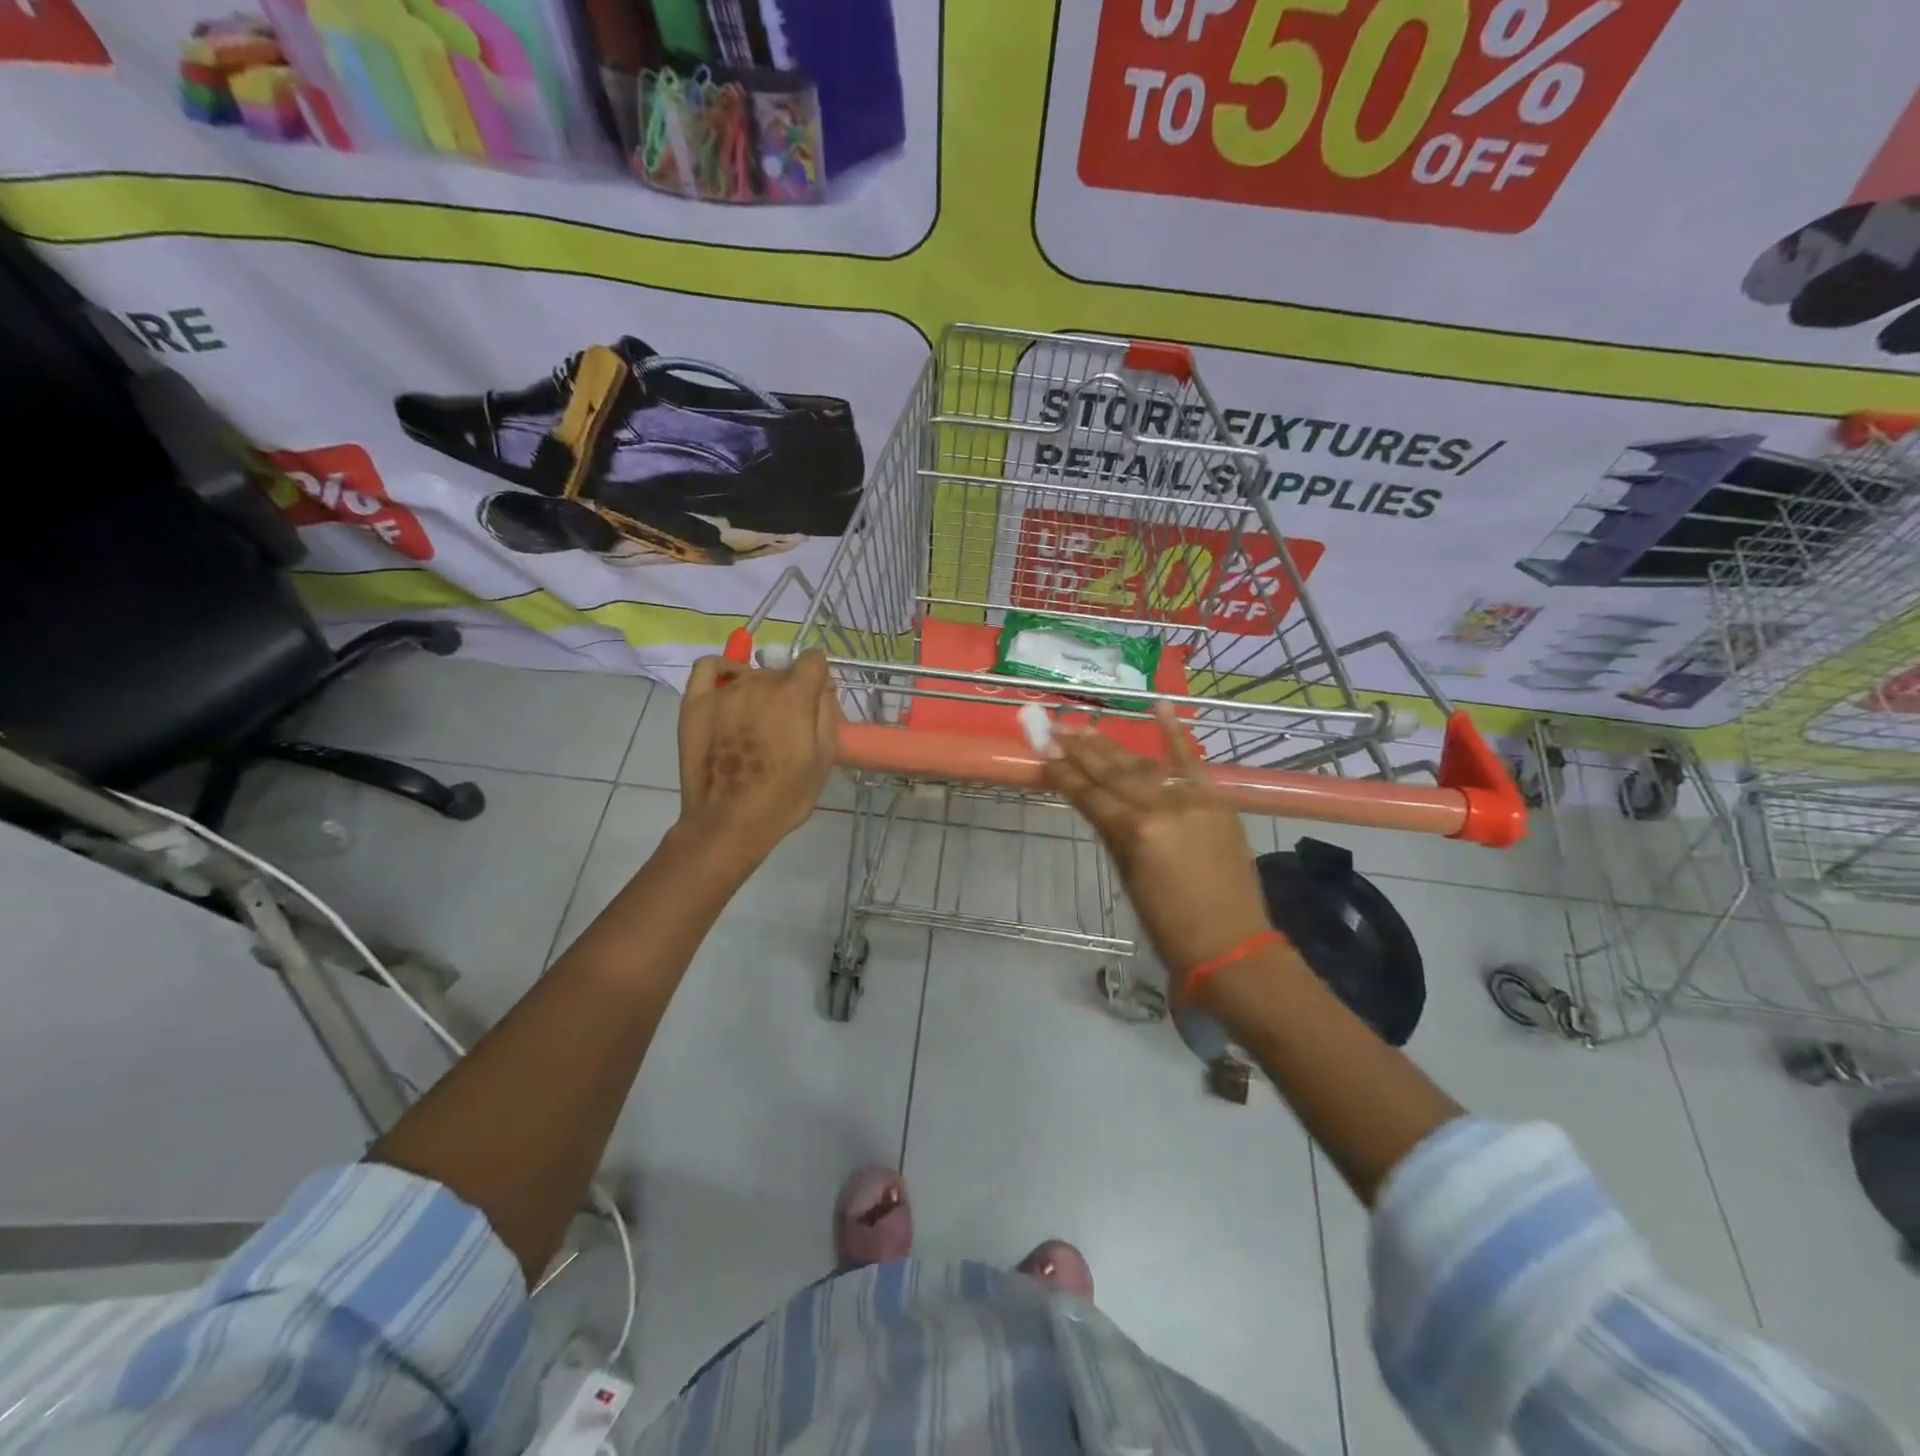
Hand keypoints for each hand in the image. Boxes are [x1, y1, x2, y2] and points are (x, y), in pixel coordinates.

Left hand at [677, 648, 839, 861]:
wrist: (730, 822)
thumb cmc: (784, 797)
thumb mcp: (824, 759)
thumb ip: (826, 715)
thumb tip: (822, 689)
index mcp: (794, 695)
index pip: (814, 661)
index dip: (819, 681)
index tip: (817, 702)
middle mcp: (758, 683)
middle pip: (782, 672)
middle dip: (790, 692)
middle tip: (787, 728)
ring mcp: (723, 692)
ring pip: (751, 675)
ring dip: (760, 691)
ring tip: (756, 724)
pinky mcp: (695, 703)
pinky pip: (709, 668)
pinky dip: (724, 670)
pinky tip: (730, 685)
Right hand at [1043, 704, 1271, 987]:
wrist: (1232, 944)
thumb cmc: (1168, 925)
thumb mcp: (1128, 879)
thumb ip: (1112, 834)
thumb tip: (1094, 804)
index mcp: (1135, 832)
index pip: (1091, 795)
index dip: (1065, 774)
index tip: (1043, 752)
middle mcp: (1162, 807)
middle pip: (1113, 773)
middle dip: (1081, 750)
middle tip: (1054, 729)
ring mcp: (1193, 799)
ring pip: (1144, 765)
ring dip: (1113, 745)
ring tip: (1085, 726)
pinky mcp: (1217, 800)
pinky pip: (1193, 761)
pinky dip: (1175, 733)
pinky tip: (1159, 704)